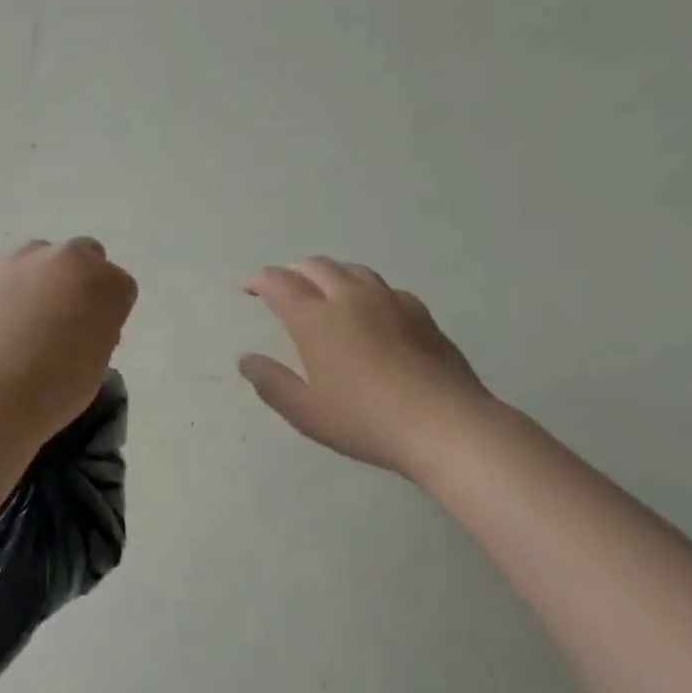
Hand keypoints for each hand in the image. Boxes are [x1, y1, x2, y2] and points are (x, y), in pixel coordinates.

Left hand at [0, 238, 137, 433]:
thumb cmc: (61, 386)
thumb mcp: (99, 362)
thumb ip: (96, 331)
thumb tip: (77, 327)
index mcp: (110, 284)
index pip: (119, 286)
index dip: (106, 309)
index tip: (93, 333)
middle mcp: (72, 258)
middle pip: (84, 254)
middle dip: (77, 278)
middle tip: (61, 316)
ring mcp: (27, 257)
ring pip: (40, 256)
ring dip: (39, 278)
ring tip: (23, 318)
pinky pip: (3, 272)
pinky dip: (3, 290)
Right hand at [239, 257, 494, 478]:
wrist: (445, 425)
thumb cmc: (366, 421)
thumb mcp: (306, 412)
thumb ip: (272, 383)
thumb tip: (246, 360)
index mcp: (316, 319)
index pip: (280, 284)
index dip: (260, 281)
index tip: (249, 287)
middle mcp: (350, 298)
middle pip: (316, 267)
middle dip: (292, 271)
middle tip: (281, 285)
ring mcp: (389, 301)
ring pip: (352, 270)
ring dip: (328, 272)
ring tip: (321, 286)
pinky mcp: (419, 313)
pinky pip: (383, 287)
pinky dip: (363, 287)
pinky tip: (369, 306)